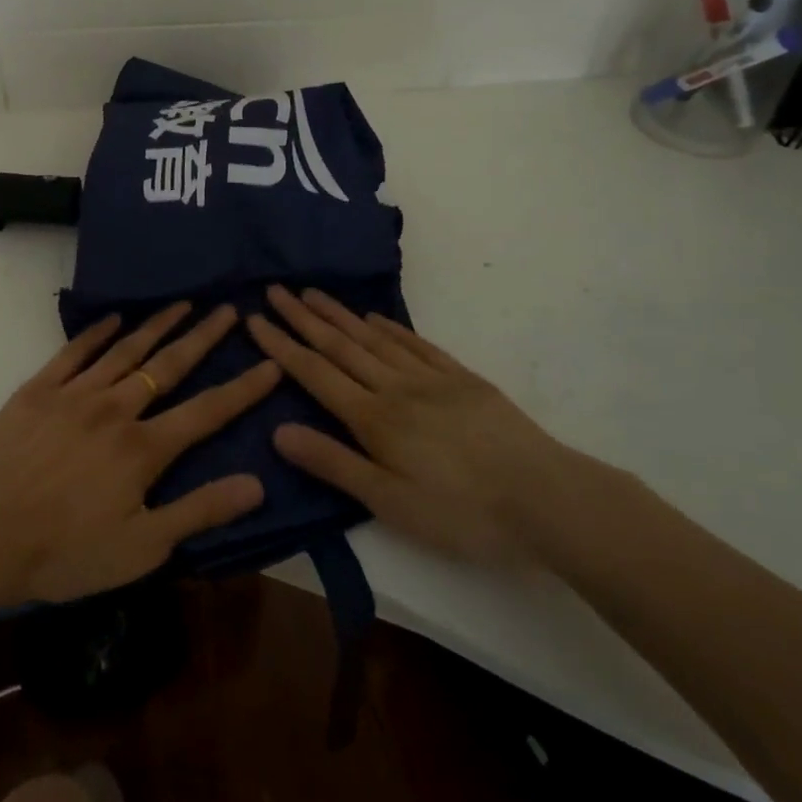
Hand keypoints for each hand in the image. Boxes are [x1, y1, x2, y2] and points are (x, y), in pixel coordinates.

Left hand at [0, 302, 278, 611]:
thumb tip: (257, 483)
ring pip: (126, 350)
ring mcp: (74, 394)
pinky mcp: (38, 390)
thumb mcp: (140, 548)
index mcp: (143, 448)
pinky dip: (97, 332)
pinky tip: (114, 318)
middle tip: (229, 309)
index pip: (207, 411)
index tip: (271, 362)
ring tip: (184, 302)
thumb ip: (199, 512)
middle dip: (203, 337)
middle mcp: (115, 409)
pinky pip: (74, 352)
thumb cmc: (62, 552)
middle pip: (168, 366)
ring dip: (158, 325)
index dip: (243, 388)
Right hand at [249, 287, 568, 565]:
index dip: (282, 346)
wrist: (546, 498)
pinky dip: (389, 326)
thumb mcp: (390, 502)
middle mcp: (395, 387)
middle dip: (303, 318)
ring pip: (373, 338)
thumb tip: (278, 430)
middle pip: (340, 345)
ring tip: (312, 292)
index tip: (255, 319)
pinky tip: (374, 317)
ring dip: (339, 314)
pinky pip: (415, 343)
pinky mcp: (462, 378)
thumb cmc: (462, 512)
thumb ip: (334, 463)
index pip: (315, 373)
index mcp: (374, 418)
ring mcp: (430, 377)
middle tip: (275, 289)